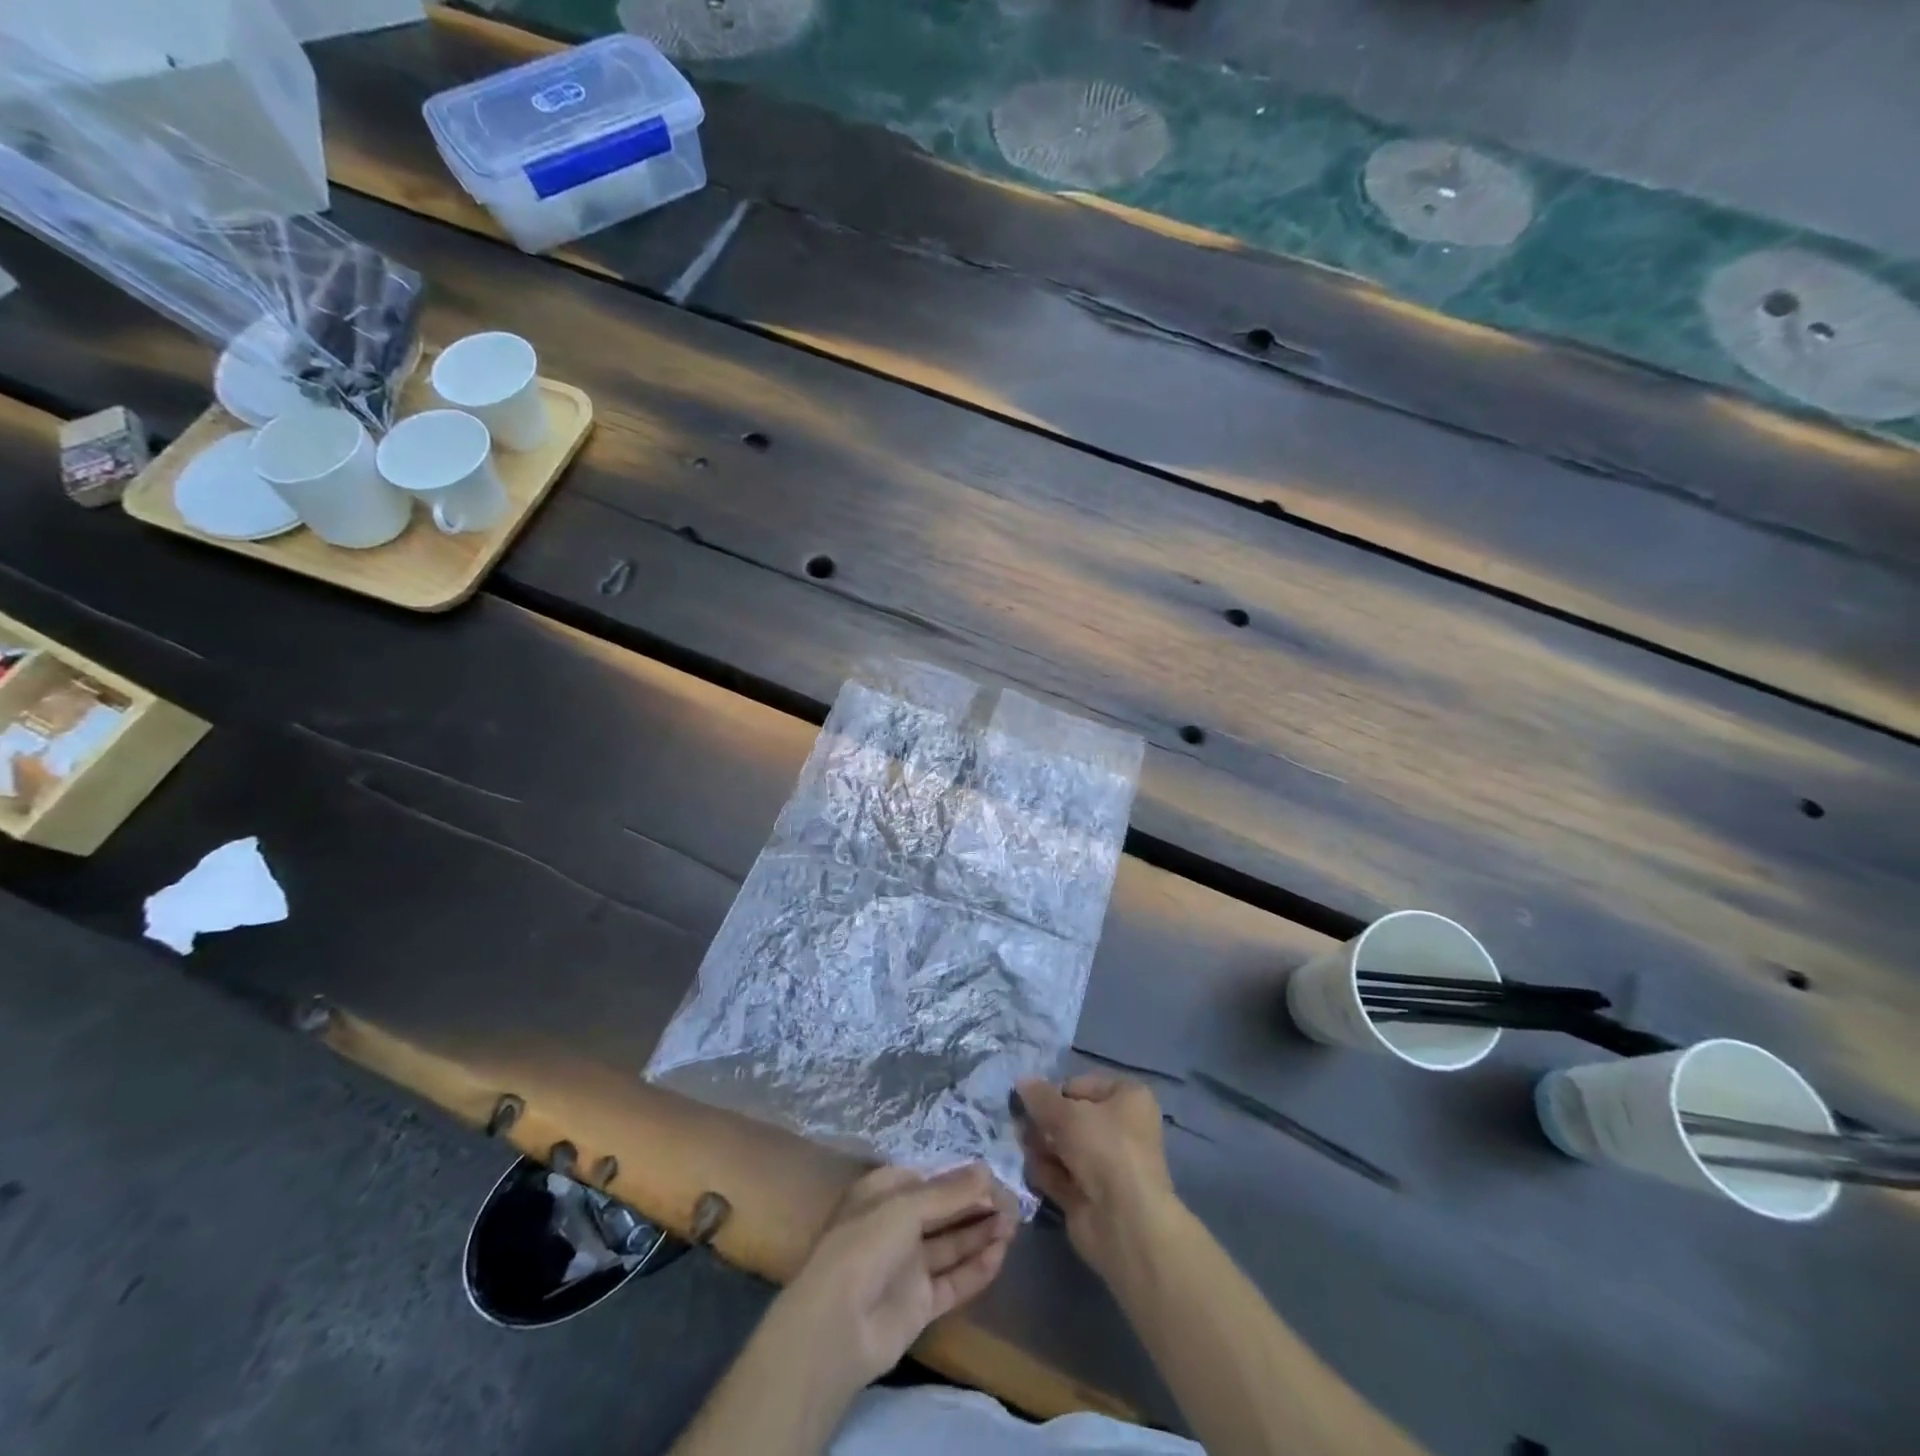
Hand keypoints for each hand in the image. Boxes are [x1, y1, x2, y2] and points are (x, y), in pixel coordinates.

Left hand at [767, 1163, 1017, 1390]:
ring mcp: (908, 1266)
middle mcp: (896, 1225)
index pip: (930, 1179)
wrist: (837, 1328)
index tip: (995, 1177)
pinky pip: (953, 1280)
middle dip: (977, 1204)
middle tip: (1015, 1202)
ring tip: (1015, 1223)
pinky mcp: (919, 1303)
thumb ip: (950, 1192)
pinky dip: (976, 1268)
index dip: (962, 1177)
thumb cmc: (865, 1245)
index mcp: (884, 1194)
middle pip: (944, 1210)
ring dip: (982, 1232)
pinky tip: (1001, 1254)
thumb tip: (989, 1171)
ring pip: (952, 1243)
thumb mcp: (906, 1205)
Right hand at [1017, 1075, 1179, 1277]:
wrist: (1123, 1221)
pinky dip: (1044, 1170)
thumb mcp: (1066, 1113)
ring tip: (1021, 1143)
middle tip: (1018, 1122)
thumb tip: (1021, 1082)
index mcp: (1128, 1098)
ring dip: (1041, 1144)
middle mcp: (1120, 1128)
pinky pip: (1061, 1175)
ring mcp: (1106, 1164)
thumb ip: (1040, 1097)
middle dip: (1044, 1120)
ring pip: (1065, 1146)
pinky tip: (1028, 1167)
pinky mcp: (1090, 1195)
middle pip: (1072, 1117)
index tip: (1033, 1100)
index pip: (1083, 1085)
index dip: (1056, 1091)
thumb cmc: (1103, 1148)